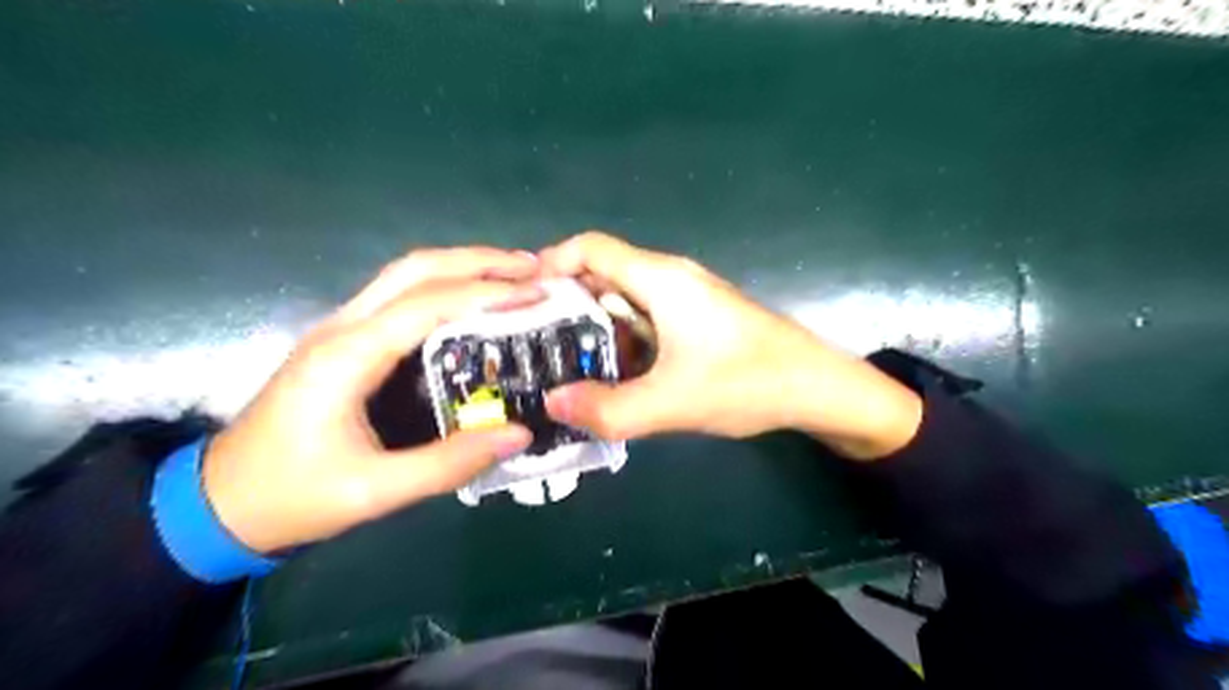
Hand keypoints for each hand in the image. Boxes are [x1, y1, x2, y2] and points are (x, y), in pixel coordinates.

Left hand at [203, 249, 539, 553]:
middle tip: (534, 268)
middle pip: (416, 269)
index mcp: (348, 356)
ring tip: (514, 276)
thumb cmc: (292, 496)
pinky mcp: (345, 341)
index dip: (487, 293)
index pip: (427, 304)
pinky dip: (445, 287)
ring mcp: (340, 329)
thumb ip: (448, 463)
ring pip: (406, 275)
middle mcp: (343, 327)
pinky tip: (474, 301)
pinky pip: (400, 297)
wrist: (219, 503)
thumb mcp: (374, 492)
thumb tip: (519, 433)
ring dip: (462, 267)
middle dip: (479, 261)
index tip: (538, 292)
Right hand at [538, 232, 920, 462]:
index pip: (591, 248)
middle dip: (565, 302)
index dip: (551, 263)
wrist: (816, 387)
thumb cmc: (747, 383)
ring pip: (624, 300)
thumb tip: (552, 403)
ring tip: (561, 361)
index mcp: (660, 279)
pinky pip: (646, 318)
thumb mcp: (671, 403)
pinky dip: (621, 338)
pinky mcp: (698, 319)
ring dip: (593, 325)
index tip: (521, 298)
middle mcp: (670, 278)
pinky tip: (611, 372)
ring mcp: (687, 298)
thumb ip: (608, 408)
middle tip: (531, 340)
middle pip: (603, 273)